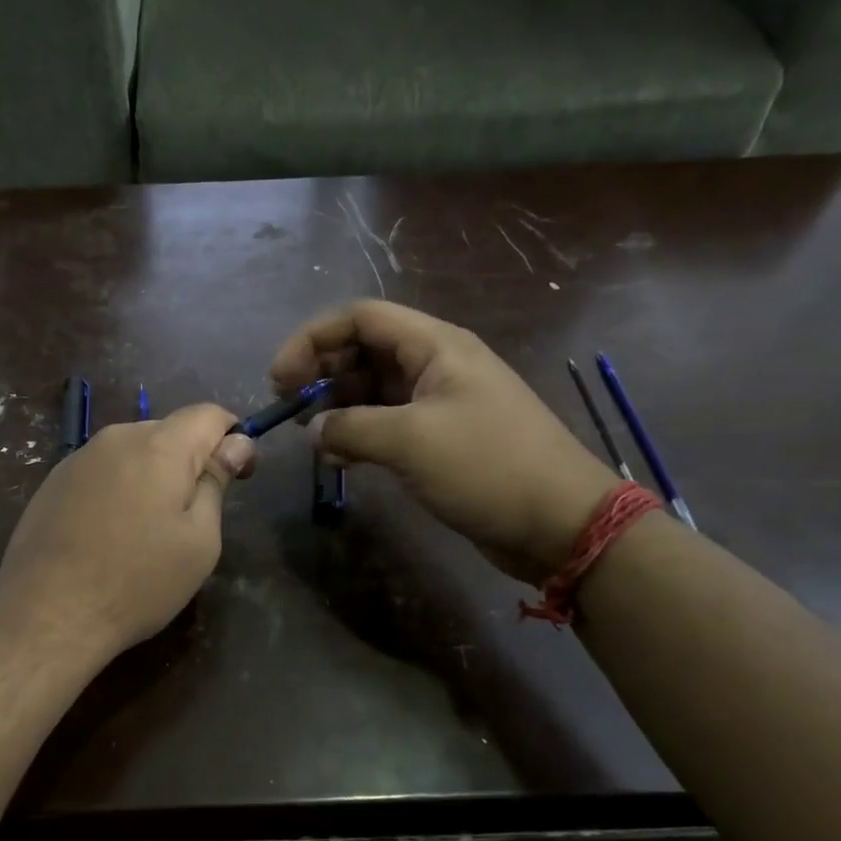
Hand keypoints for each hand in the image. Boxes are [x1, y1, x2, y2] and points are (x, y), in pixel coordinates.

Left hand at [0, 403, 255, 660]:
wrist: (47, 614)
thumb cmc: (138, 582)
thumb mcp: (199, 541)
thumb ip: (216, 483)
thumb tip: (236, 443)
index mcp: (160, 446)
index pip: (209, 414)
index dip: (232, 438)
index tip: (237, 476)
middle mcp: (117, 438)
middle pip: (169, 431)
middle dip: (190, 461)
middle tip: (192, 516)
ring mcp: (79, 457)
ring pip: (134, 451)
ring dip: (153, 475)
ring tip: (148, 530)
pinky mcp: (53, 481)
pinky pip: (103, 470)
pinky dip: (119, 488)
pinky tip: (110, 534)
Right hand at [270, 301, 618, 583]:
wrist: (559, 521)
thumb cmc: (487, 466)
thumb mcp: (410, 441)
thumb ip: (351, 428)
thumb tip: (315, 432)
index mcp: (435, 346)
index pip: (361, 318)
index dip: (313, 339)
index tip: (281, 378)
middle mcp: (435, 365)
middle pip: (364, 350)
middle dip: (321, 372)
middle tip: (289, 407)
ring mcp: (439, 403)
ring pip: (373, 389)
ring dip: (337, 406)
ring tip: (310, 436)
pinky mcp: (440, 439)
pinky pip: (387, 423)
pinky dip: (358, 434)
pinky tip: (337, 458)